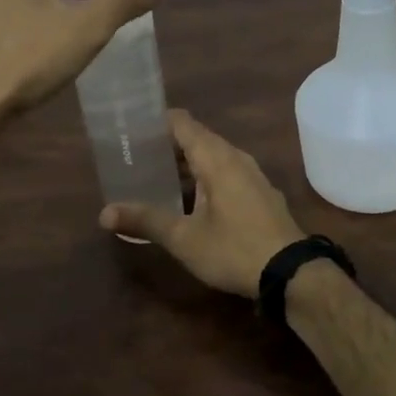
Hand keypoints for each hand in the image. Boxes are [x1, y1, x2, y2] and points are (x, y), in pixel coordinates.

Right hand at [100, 110, 305, 298]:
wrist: (292, 274)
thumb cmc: (234, 249)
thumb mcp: (184, 238)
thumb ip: (146, 220)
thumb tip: (103, 213)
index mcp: (216, 157)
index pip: (181, 122)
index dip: (155, 122)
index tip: (130, 131)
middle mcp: (235, 157)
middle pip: (196, 138)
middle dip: (165, 146)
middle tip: (134, 158)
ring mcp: (251, 175)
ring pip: (212, 157)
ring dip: (185, 164)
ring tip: (155, 178)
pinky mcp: (260, 194)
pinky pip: (225, 173)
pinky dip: (203, 178)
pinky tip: (189, 201)